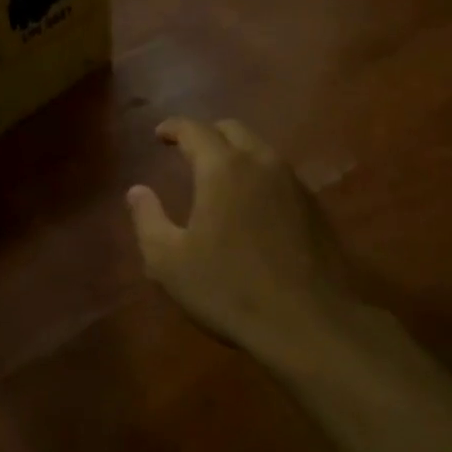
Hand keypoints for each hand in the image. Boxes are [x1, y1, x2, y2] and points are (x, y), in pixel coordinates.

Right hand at [127, 118, 366, 356]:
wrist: (310, 324)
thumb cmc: (228, 288)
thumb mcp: (168, 261)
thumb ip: (147, 219)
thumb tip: (137, 191)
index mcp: (223, 168)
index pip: (194, 129)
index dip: (173, 127)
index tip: (159, 135)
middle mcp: (261, 163)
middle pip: (232, 130)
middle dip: (206, 134)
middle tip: (187, 151)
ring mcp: (294, 184)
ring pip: (260, 150)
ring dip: (235, 153)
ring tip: (218, 176)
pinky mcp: (315, 207)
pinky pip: (279, 175)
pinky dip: (257, 175)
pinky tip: (250, 204)